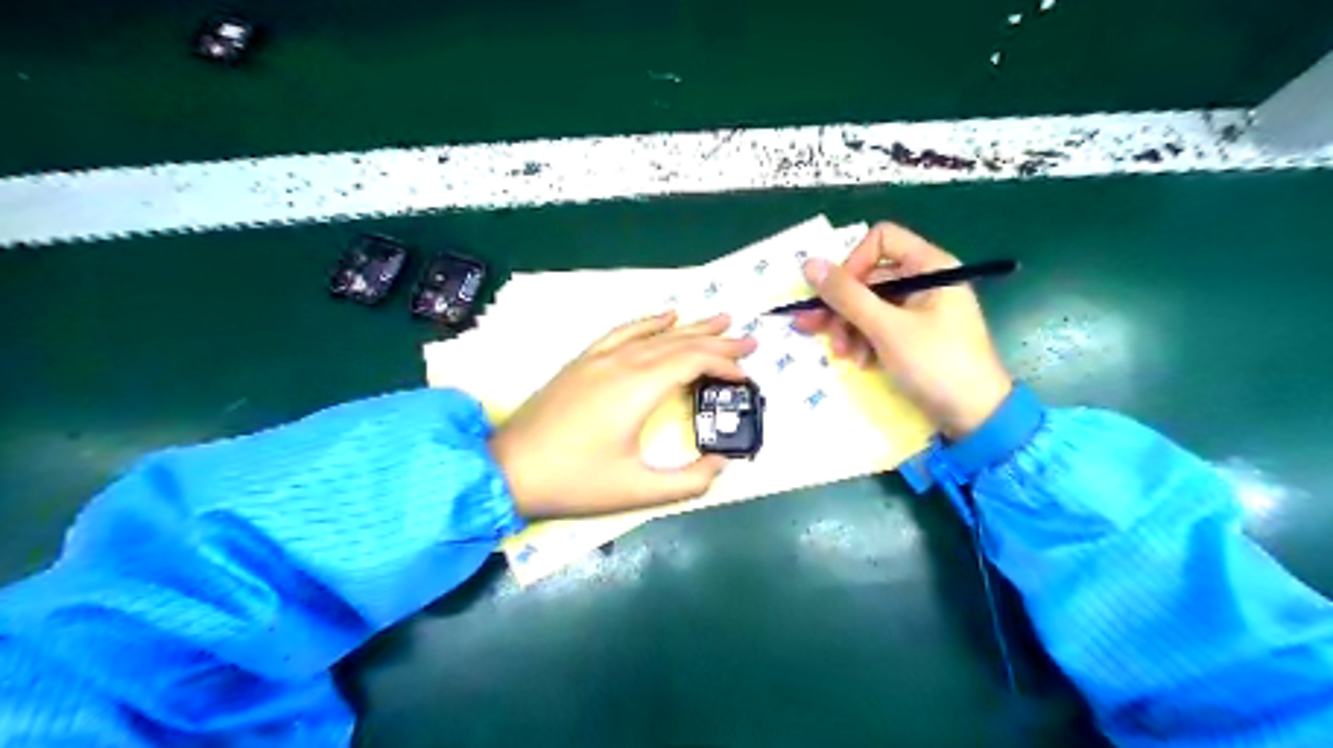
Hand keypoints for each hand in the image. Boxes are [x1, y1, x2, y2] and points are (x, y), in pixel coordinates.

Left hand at [489, 312, 760, 517]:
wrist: (508, 469)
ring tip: (719, 317)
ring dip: (690, 325)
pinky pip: (623, 331)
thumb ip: (689, 481)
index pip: (693, 361)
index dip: (725, 365)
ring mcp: (600, 358)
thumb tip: (720, 465)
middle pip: (680, 342)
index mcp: (638, 388)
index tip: (746, 377)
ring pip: (654, 333)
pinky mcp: (583, 361)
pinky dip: (648, 322)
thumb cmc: (574, 481)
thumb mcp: (637, 491)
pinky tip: (664, 316)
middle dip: (718, 340)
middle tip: (749, 340)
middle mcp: (623, 363)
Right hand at [789, 221, 1012, 437]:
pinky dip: (863, 342)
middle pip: (868, 277)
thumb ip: (846, 296)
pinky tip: (860, 363)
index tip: (836, 295)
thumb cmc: (936, 364)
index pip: (880, 241)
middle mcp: (924, 281)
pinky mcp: (912, 335)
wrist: (975, 417)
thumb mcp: (886, 329)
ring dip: (849, 329)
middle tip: (814, 329)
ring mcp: (919, 310)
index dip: (853, 263)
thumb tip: (808, 264)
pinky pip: (877, 326)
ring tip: (844, 356)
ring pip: (868, 305)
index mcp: (930, 266)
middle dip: (842, 306)